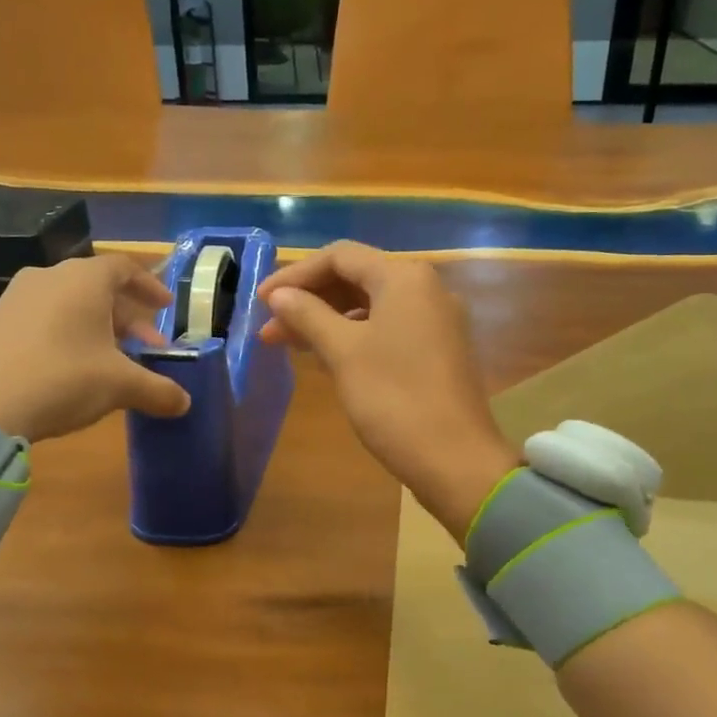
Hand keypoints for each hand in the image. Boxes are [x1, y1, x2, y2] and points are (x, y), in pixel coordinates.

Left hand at [0, 254, 190, 441]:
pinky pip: (46, 319)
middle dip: (130, 319)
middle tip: (149, 348)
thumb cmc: (62, 378)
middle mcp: (50, 278)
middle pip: (100, 289)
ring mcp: (17, 298)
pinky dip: (70, 336)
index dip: (150, 285)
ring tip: (116, 363)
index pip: (124, 268)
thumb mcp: (119, 386)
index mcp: (84, 279)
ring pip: (72, 306)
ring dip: (100, 330)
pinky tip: (76, 370)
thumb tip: (185, 403)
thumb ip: (157, 390)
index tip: (165, 307)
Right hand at [258, 242, 517, 540]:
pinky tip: (324, 357)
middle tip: (270, 328)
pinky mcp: (437, 349)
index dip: (295, 275)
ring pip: (370, 305)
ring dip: (326, 319)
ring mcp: (435, 320)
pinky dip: (352, 335)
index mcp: (404, 277)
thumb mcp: (343, 352)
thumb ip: (308, 315)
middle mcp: (424, 288)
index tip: (261, 302)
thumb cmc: (394, 398)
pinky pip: (387, 328)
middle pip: (356, 278)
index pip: (339, 257)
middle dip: (309, 299)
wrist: (455, 459)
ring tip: (288, 344)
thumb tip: (278, 295)